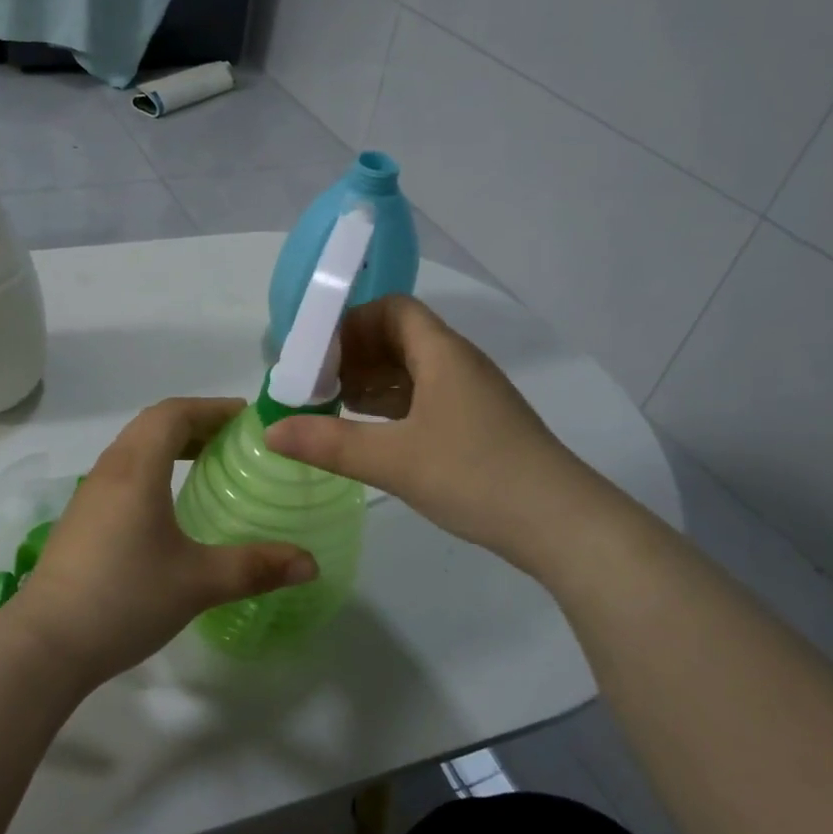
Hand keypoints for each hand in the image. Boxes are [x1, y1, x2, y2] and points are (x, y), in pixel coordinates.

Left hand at [10, 398, 318, 685]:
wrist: (45, 644)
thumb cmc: (125, 599)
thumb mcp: (198, 583)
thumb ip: (256, 568)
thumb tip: (310, 564)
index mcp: (136, 470)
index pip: (173, 413)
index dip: (212, 408)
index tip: (247, 419)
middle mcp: (110, 470)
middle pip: (152, 424)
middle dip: (195, 423)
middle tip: (234, 441)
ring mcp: (89, 495)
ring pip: (133, 448)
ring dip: (170, 444)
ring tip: (206, 466)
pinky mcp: (80, 519)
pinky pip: (121, 473)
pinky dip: (152, 468)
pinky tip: (168, 505)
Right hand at [264, 295, 575, 560]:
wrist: (562, 524)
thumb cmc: (476, 476)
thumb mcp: (393, 460)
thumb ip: (328, 443)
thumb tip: (271, 430)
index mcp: (442, 354)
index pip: (392, 309)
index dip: (351, 322)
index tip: (316, 353)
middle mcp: (458, 364)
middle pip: (399, 337)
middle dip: (354, 355)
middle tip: (315, 383)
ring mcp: (471, 396)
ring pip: (412, 370)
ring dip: (372, 382)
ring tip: (332, 407)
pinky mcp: (477, 425)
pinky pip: (425, 398)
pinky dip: (393, 406)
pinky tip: (370, 432)